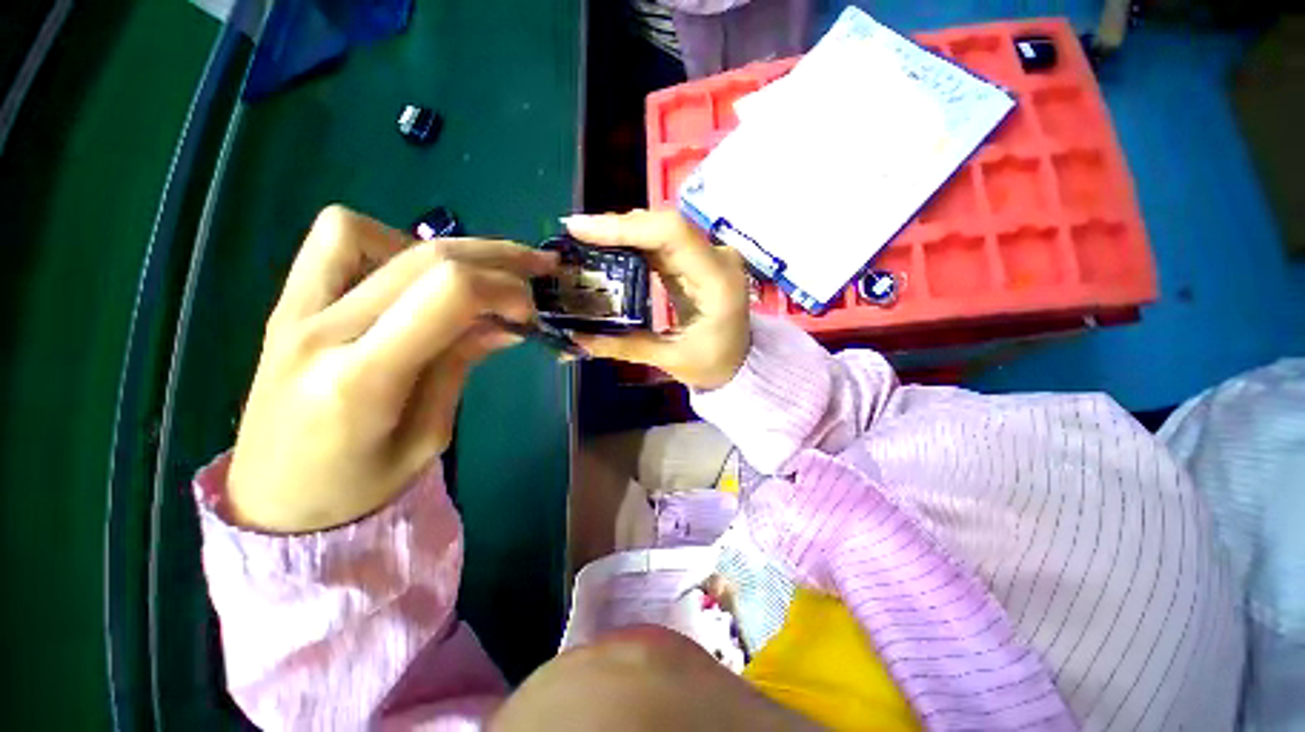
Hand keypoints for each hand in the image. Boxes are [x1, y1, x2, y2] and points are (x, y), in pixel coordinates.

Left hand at [227, 205, 555, 532]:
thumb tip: (504, 324)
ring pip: (369, 230)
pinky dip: (386, 243)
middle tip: (536, 270)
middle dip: (497, 257)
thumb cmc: (358, 487)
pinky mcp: (286, 304)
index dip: (504, 289)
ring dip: (436, 248)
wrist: (273, 501)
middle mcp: (322, 330)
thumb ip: (459, 366)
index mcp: (363, 379)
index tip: (531, 312)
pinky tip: (413, 278)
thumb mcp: (429, 437)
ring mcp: (294, 310)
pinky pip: (334, 242)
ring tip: (468, 277)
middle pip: (426, 257)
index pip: (448, 293)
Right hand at [563, 210, 750, 390]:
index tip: (582, 230)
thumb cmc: (714, 364)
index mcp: (718, 281)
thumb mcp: (671, 359)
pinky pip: (663, 242)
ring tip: (586, 239)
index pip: (672, 234)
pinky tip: (610, 248)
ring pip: (662, 229)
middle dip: (618, 227)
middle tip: (576, 235)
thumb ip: (625, 346)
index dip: (626, 226)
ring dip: (624, 232)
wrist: (742, 362)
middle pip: (665, 225)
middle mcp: (717, 258)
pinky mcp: (698, 260)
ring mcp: (709, 255)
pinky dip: (635, 243)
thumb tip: (576, 337)